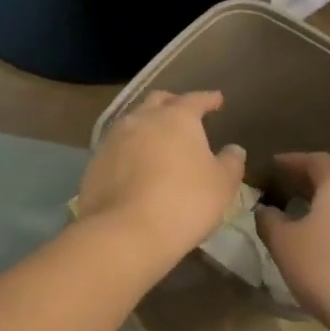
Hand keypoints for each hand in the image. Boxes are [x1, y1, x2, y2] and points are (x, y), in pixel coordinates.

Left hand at [76, 91, 244, 262]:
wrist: (125, 232)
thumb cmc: (184, 202)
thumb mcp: (222, 185)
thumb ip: (231, 162)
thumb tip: (233, 149)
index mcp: (176, 117)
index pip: (195, 99)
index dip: (208, 99)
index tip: (217, 100)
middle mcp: (142, 119)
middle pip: (158, 101)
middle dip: (173, 103)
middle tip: (184, 112)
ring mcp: (114, 138)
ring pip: (134, 121)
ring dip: (148, 124)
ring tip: (158, 137)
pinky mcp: (96, 161)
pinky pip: (117, 146)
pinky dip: (130, 148)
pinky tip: (136, 162)